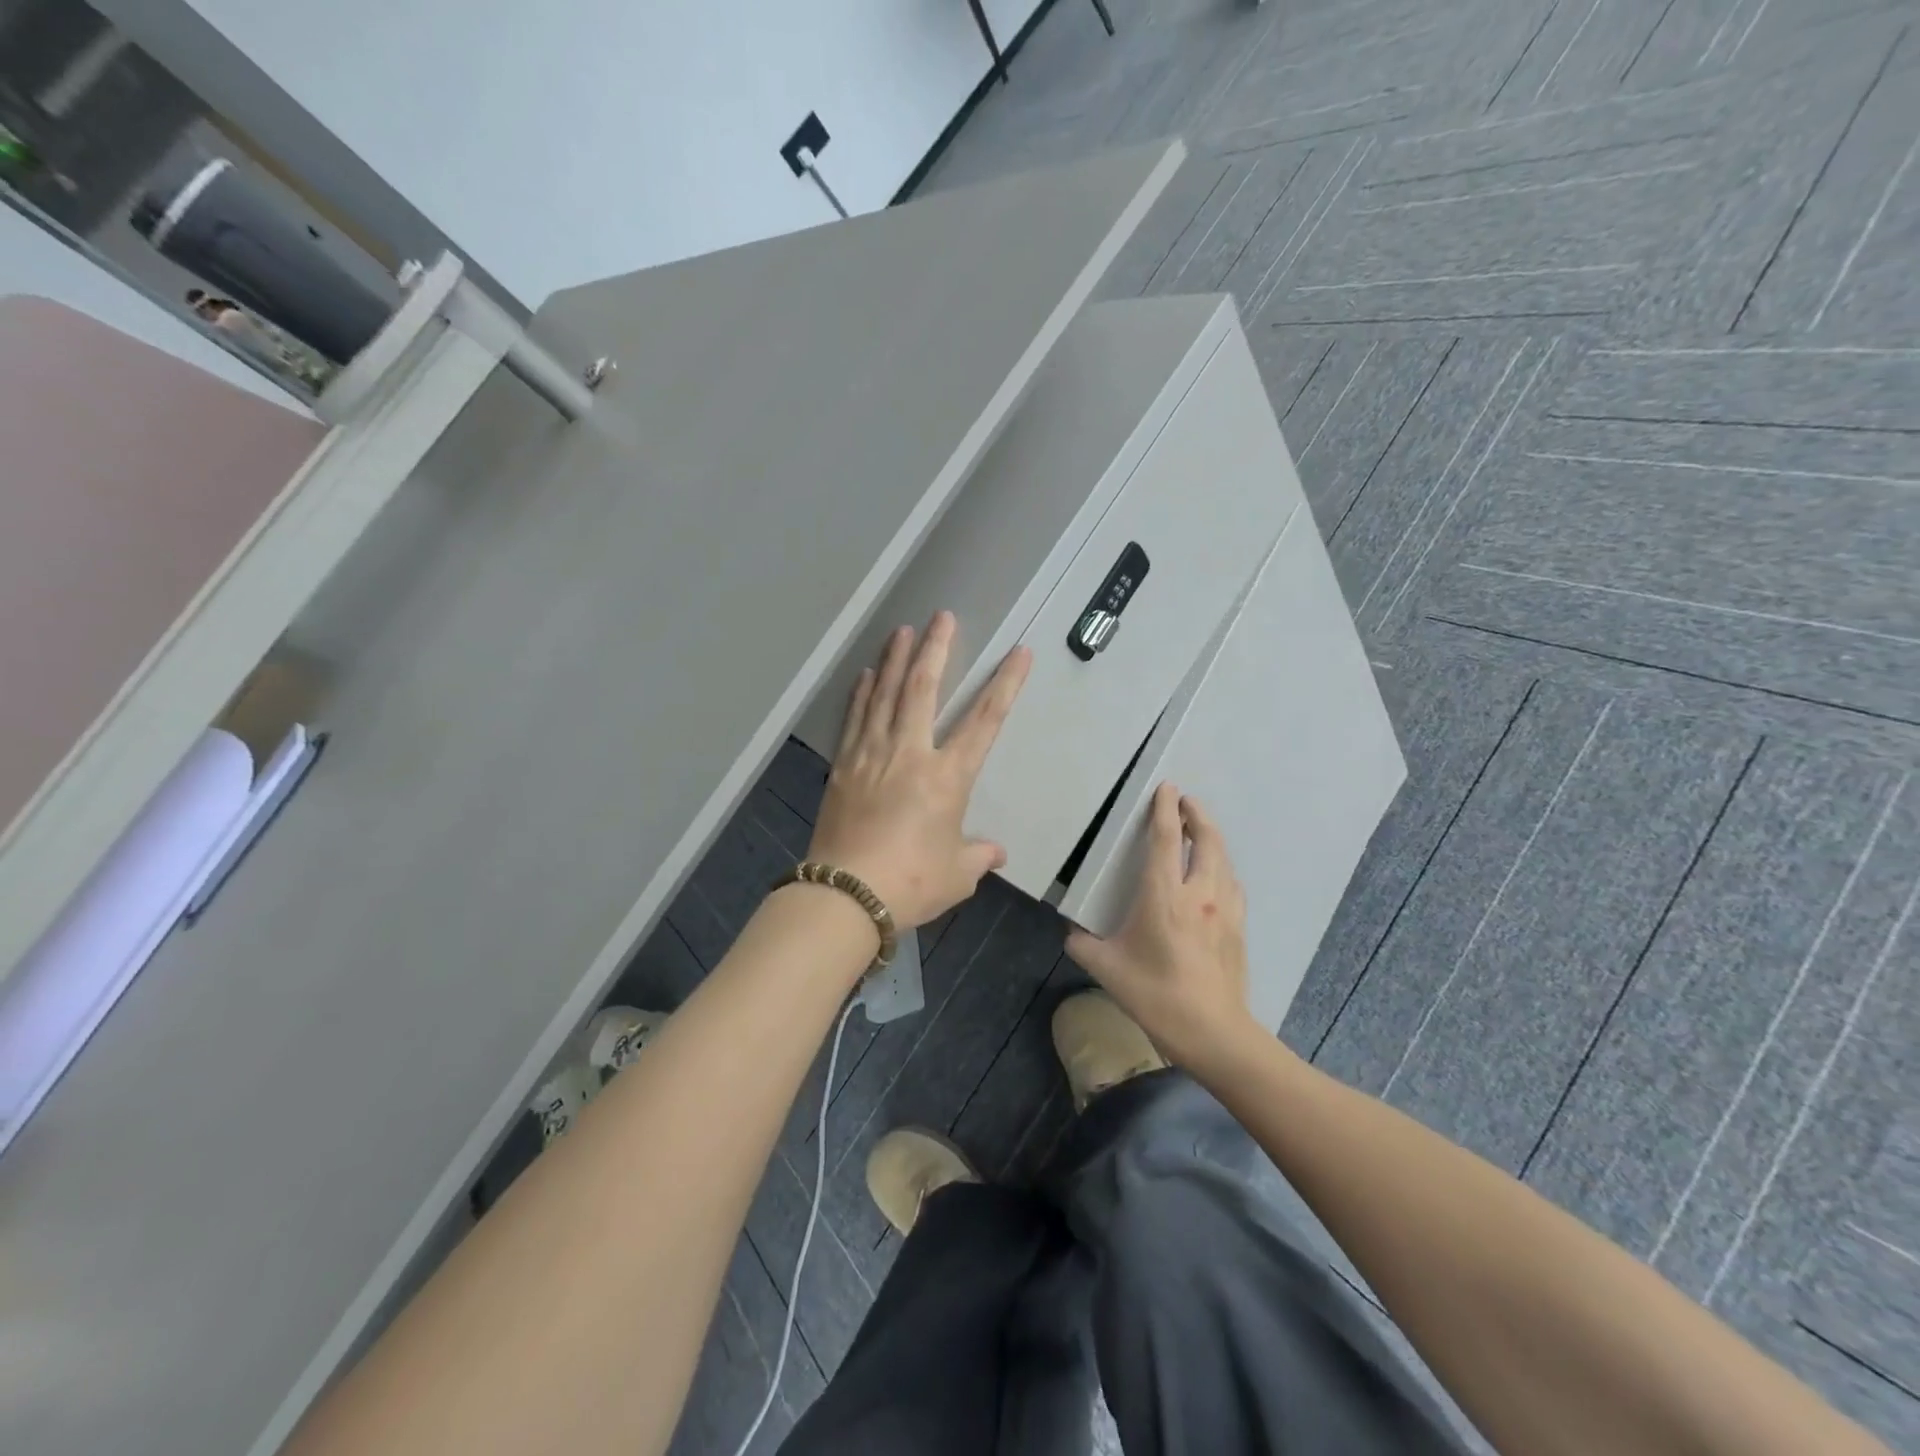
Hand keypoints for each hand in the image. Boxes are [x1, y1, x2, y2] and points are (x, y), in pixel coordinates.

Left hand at [808, 612, 1030, 927]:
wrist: (846, 895)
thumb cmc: (911, 883)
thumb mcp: (957, 874)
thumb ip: (978, 855)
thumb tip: (995, 852)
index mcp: (947, 777)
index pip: (984, 721)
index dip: (1005, 684)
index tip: (1018, 652)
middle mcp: (910, 754)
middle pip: (923, 689)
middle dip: (935, 650)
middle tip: (941, 617)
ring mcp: (871, 756)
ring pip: (884, 695)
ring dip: (895, 660)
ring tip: (902, 630)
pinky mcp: (843, 767)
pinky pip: (855, 719)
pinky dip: (861, 694)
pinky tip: (865, 675)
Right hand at [1065, 784, 1253, 1067]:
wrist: (1214, 1033)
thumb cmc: (1156, 996)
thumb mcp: (1108, 969)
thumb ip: (1083, 945)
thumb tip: (1071, 933)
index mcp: (1164, 896)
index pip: (1166, 840)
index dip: (1165, 810)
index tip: (1166, 787)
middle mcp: (1200, 894)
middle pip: (1206, 840)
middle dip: (1197, 814)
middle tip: (1186, 800)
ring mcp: (1225, 910)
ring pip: (1223, 859)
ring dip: (1212, 838)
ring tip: (1200, 830)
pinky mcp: (1238, 928)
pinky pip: (1233, 884)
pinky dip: (1223, 867)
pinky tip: (1218, 875)